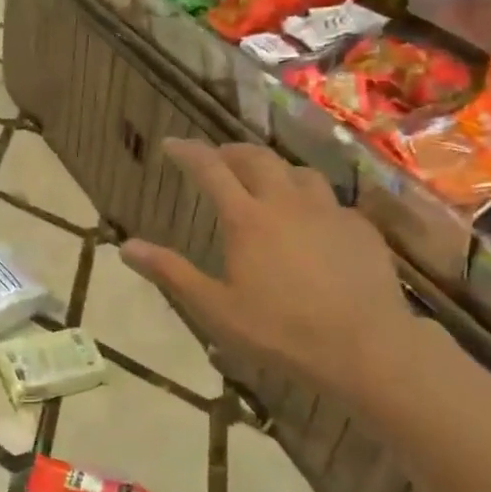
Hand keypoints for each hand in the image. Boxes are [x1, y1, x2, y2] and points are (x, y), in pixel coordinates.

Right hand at [120, 140, 412, 391]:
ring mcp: (329, 212)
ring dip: (274, 169)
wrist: (365, 348)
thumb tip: (125, 247)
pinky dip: (309, 199)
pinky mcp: (360, 228)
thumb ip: (171, 273)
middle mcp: (287, 203)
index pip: (211, 170)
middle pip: (256, 159)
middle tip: (217, 157)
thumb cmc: (280, 331)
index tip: (172, 144)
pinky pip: (330, 200)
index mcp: (247, 219)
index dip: (188, 152)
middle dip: (231, 151)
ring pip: (298, 172)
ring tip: (264, 182)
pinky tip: (311, 221)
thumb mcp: (215, 309)